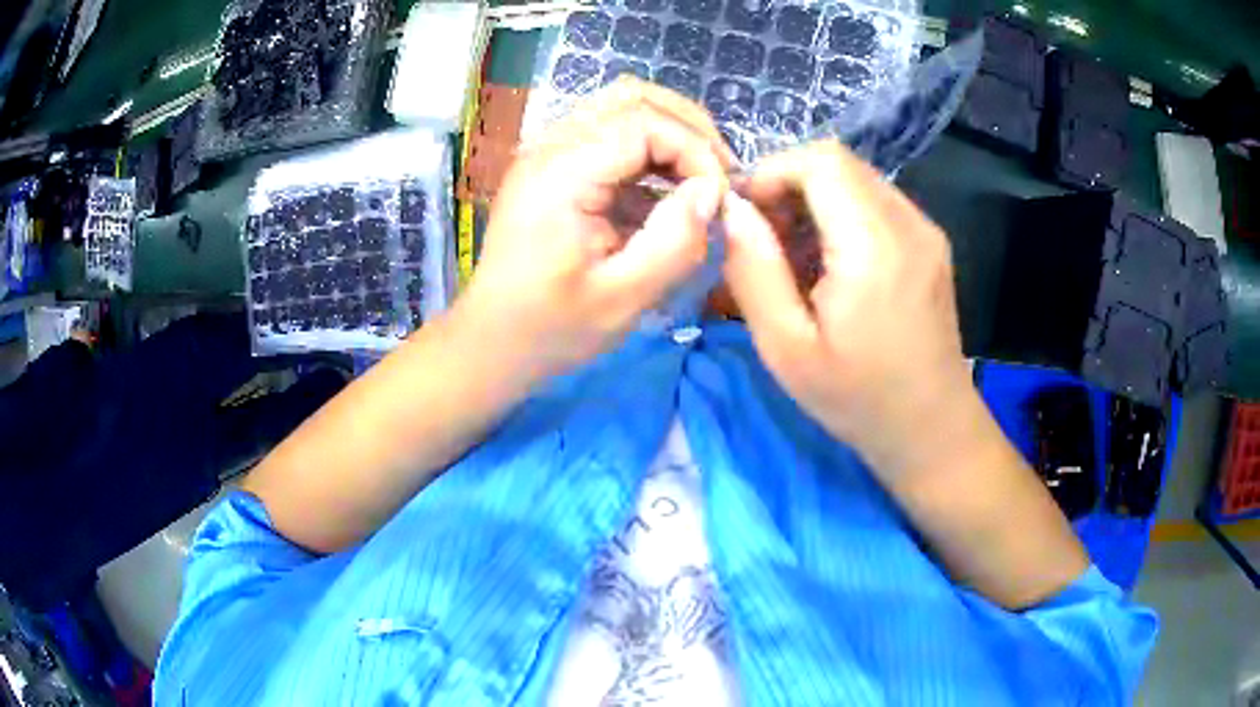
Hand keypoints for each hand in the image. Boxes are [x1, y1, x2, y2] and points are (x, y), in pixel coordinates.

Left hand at [454, 78, 734, 379]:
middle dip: (688, 128)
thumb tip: (712, 193)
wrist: (493, 338)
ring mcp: (549, 152)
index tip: (719, 196)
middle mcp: (551, 147)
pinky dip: (650, 152)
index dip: (694, 149)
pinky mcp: (555, 166)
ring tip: (700, 178)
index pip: (643, 122)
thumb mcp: (622, 300)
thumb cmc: (551, 327)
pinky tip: (668, 193)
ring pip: (621, 107)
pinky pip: (611, 135)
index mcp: (561, 173)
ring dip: (670, 133)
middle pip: (631, 96)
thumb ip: (674, 243)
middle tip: (719, 175)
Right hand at [721, 141, 980, 480]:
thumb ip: (753, 269)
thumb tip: (732, 210)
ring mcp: (926, 230)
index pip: (820, 160)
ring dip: (815, 200)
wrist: (931, 428)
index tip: (746, 215)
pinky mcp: (931, 243)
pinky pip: (877, 202)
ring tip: (794, 255)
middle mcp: (908, 223)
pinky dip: (842, 214)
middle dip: (789, 185)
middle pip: (839, 163)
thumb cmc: (857, 398)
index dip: (773, 172)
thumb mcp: (786, 347)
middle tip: (764, 237)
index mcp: (873, 246)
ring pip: (857, 179)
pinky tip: (830, 263)